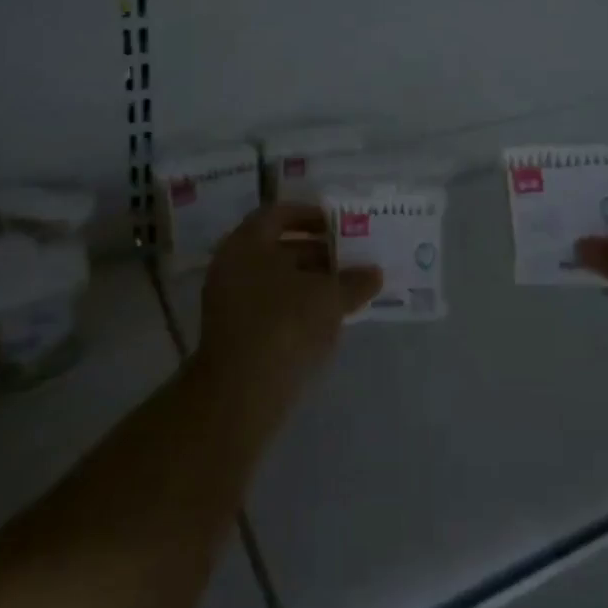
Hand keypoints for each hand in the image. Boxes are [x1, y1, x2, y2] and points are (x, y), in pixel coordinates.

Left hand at [196, 204, 380, 409]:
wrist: (242, 392)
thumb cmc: (284, 324)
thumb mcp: (329, 297)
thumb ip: (354, 280)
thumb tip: (375, 273)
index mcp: (247, 243)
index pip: (279, 214)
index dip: (312, 215)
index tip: (340, 223)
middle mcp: (233, 266)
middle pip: (280, 248)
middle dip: (319, 251)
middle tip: (353, 256)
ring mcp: (232, 302)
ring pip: (279, 280)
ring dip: (313, 281)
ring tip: (350, 286)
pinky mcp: (239, 334)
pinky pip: (274, 307)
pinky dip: (301, 306)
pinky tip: (332, 316)